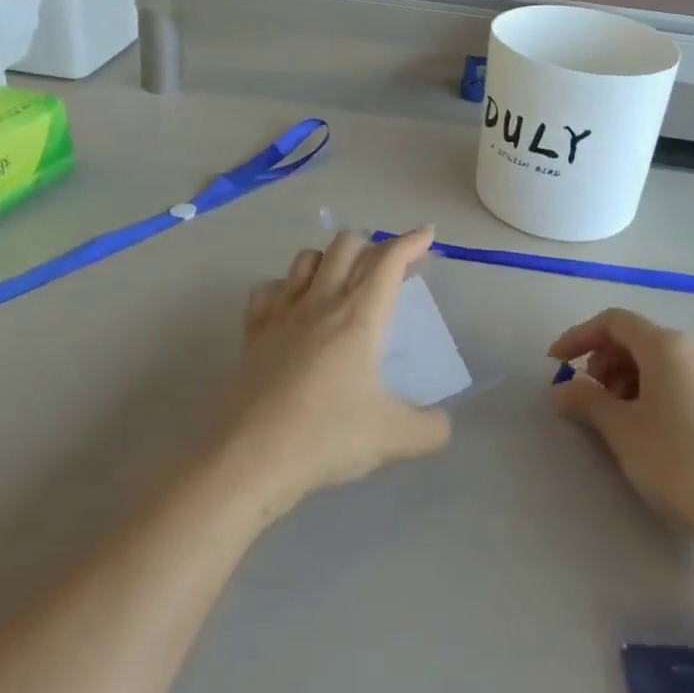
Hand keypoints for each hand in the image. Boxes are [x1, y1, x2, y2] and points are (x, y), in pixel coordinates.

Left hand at [219, 227, 451, 519]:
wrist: (250, 458)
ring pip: (307, 258)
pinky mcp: (253, 332)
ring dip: (330, 259)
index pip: (388, 260)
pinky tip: (292, 306)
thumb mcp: (394, 438)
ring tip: (344, 280)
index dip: (411, 241)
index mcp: (360, 315)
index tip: (428, 234)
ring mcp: (283, 313)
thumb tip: (443, 424)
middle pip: (346, 245)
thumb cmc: (327, 437)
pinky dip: (285, 287)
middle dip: (373, 245)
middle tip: (390, 269)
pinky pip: (268, 289)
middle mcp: (322, 301)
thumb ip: (431, 428)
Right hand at [550, 309, 693, 544]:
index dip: (579, 336)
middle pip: (635, 338)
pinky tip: (643, 430)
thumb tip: (562, 389)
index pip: (613, 322)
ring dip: (623, 380)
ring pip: (655, 362)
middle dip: (602, 360)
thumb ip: (586, 402)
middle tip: (587, 397)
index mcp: (665, 346)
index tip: (555, 363)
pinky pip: (674, 382)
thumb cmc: (677, 461)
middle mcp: (690, 351)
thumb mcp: (622, 430)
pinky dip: (648, 393)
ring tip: (613, 418)